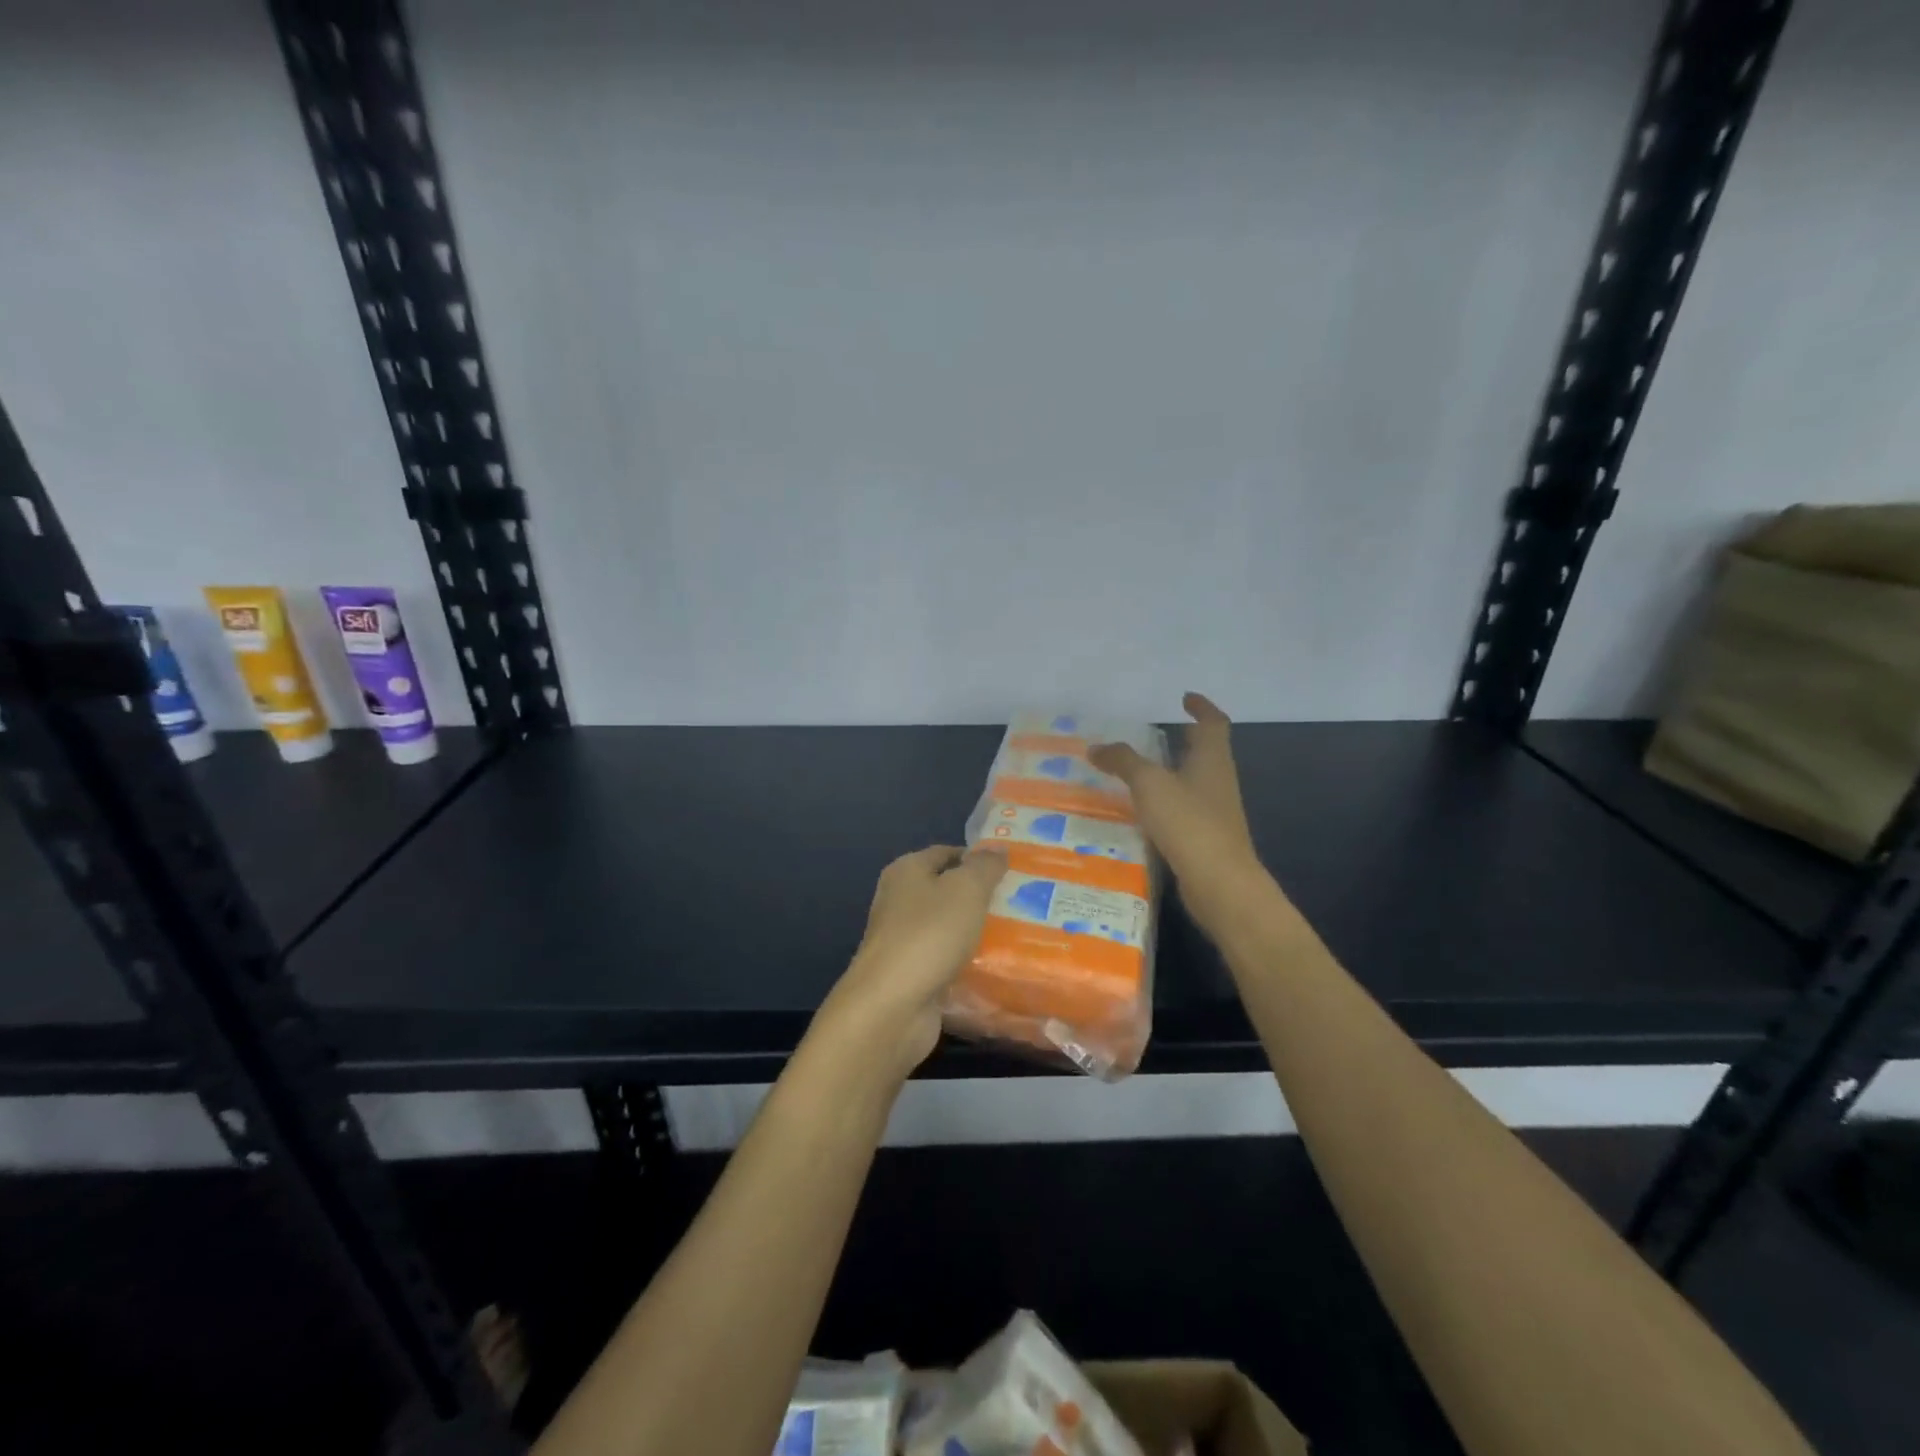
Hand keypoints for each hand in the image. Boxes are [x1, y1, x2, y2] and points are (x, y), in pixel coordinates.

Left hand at [810, 845, 1007, 1084]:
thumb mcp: (966, 889)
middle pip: (947, 892)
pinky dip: (967, 964)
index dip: (977, 858)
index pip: (946, 853)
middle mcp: (899, 902)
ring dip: (977, 933)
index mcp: (906, 872)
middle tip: (1022, 902)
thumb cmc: (929, 935)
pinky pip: (946, 961)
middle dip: (981, 897)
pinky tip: (996, 969)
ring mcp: (902, 941)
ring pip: (948, 929)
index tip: (1012, 870)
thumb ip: (985, 866)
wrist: (892, 1006)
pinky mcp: (910, 975)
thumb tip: (997, 849)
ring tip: (1019, 935)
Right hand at [1088, 693, 1267, 937]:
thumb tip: (1095, 747)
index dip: (1201, 707)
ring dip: (1172, 773)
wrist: (1219, 883)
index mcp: (1212, 760)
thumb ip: (1123, 762)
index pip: (1213, 723)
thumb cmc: (1188, 822)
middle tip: (1156, 734)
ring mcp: (1215, 812)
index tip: (1185, 698)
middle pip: (1205, 752)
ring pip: (1193, 782)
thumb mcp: (1149, 784)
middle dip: (1184, 740)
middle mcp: (1218, 781)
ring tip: (1139, 772)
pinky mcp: (1205, 839)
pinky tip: (1141, 812)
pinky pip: (1184, 811)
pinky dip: (1166, 804)